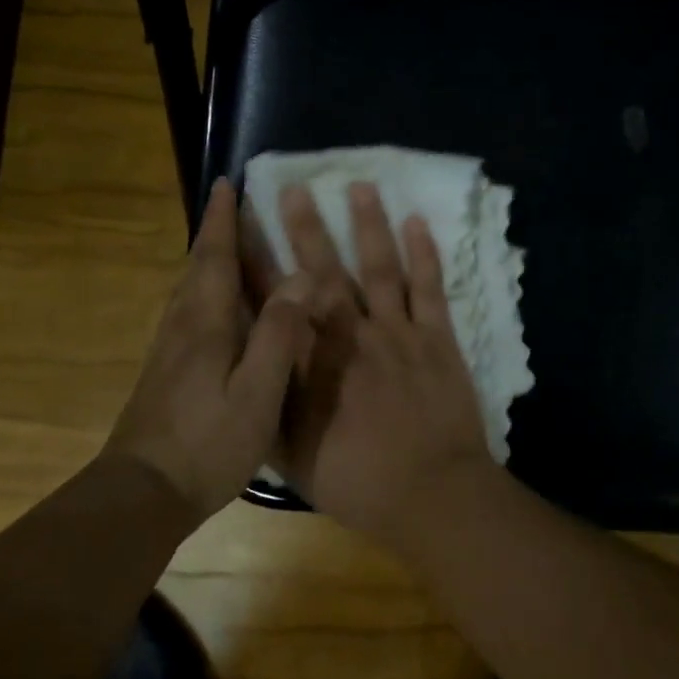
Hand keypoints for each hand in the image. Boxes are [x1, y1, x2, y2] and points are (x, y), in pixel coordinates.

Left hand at [102, 178, 314, 520]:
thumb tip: (299, 277)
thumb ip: (278, 335)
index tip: (225, 183)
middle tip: (233, 206)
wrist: (141, 493)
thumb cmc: (206, 443)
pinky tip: (219, 309)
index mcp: (204, 323)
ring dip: (207, 260)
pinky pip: (189, 313)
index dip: (221, 220)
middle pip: (197, 268)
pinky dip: (205, 291)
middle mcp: (181, 327)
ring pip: (189, 291)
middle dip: (213, 233)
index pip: (213, 257)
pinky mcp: (165, 373)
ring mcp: (168, 351)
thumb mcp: (256, 393)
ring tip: (230, 246)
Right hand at [267, 181, 494, 550]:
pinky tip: (417, 221)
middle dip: (306, 227)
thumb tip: (251, 362)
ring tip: (360, 184)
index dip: (256, 262)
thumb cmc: (358, 481)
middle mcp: (350, 335)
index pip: (276, 302)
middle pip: (324, 272)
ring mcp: (397, 332)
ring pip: (379, 267)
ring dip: (368, 224)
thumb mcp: (293, 454)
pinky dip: (424, 253)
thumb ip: (271, 403)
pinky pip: (429, 288)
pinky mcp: (437, 338)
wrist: (432, 494)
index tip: (242, 226)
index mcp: (312, 363)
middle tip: (293, 187)